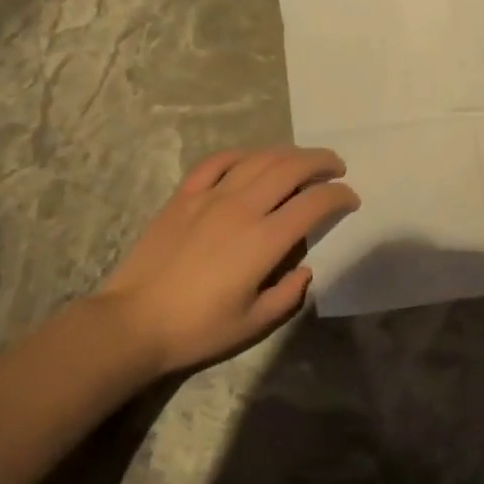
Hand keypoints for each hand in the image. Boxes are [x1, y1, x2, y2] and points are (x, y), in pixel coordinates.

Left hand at [97, 147, 358, 375]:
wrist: (132, 323)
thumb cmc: (197, 328)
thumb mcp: (253, 323)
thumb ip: (289, 294)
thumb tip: (305, 268)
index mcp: (264, 240)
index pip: (314, 203)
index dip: (339, 196)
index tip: (350, 199)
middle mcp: (242, 207)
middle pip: (291, 168)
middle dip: (321, 162)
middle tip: (336, 167)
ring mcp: (210, 196)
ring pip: (259, 158)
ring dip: (289, 154)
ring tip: (303, 160)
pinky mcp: (184, 195)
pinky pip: (218, 162)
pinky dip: (243, 154)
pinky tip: (253, 159)